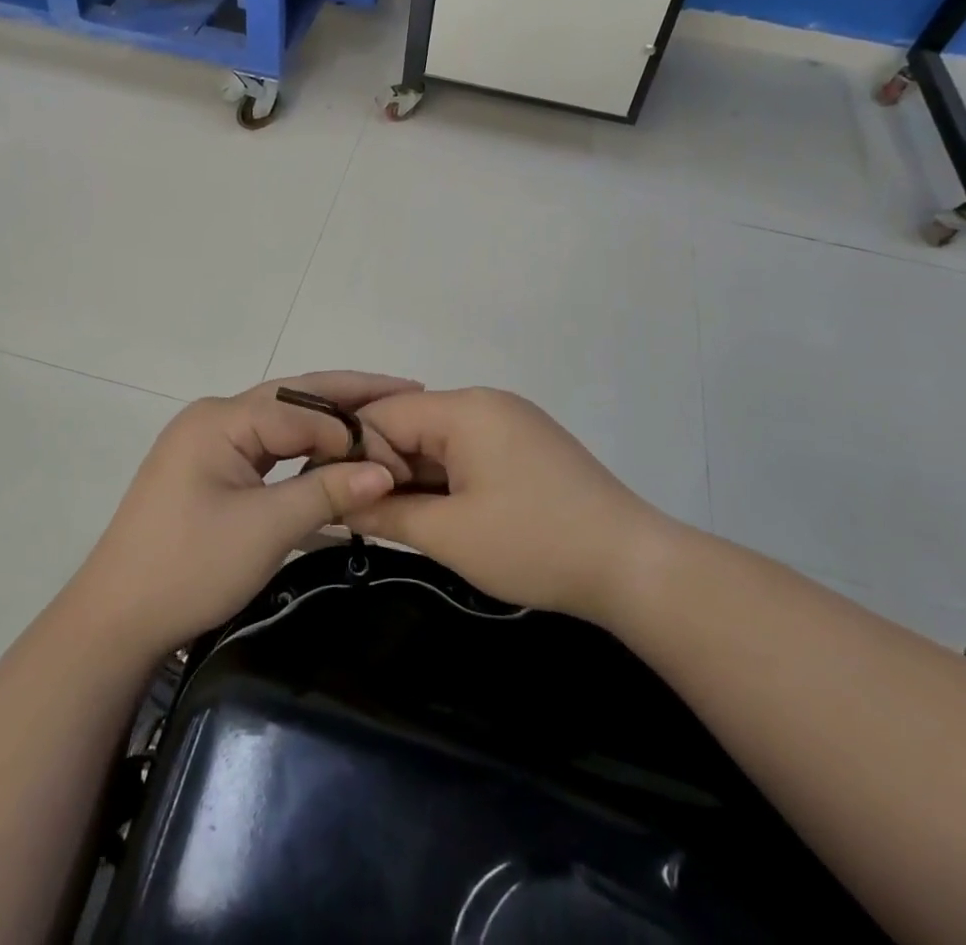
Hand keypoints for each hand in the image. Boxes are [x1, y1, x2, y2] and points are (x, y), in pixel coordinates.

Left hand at [69, 373, 419, 657]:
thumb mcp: (265, 530)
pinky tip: (335, 450)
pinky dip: (304, 448)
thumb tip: (386, 471)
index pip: (304, 411)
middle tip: (407, 389)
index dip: (354, 431)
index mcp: (221, 418)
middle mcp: (215, 416)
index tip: (399, 456)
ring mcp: (210, 441)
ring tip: (381, 413)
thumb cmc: (188, 568)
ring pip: (282, 420)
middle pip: (294, 398)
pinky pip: (268, 446)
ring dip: (329, 421)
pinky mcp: (211, 468)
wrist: (114, 622)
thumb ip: (327, 492)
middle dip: (350, 395)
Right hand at [347, 388, 669, 621]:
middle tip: (361, 514)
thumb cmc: (533, 543)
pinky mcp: (527, 445)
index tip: (334, 495)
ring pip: (439, 440)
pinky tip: (439, 514)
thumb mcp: (449, 535)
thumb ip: (385, 512)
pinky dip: (446, 478)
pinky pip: (468, 451)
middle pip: (412, 424)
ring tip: (395, 518)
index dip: (353, 454)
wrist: (631, 564)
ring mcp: (510, 421)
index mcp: (464, 409)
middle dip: (384, 467)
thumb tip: (336, 503)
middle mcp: (485, 402)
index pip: (384, 415)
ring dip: (415, 476)